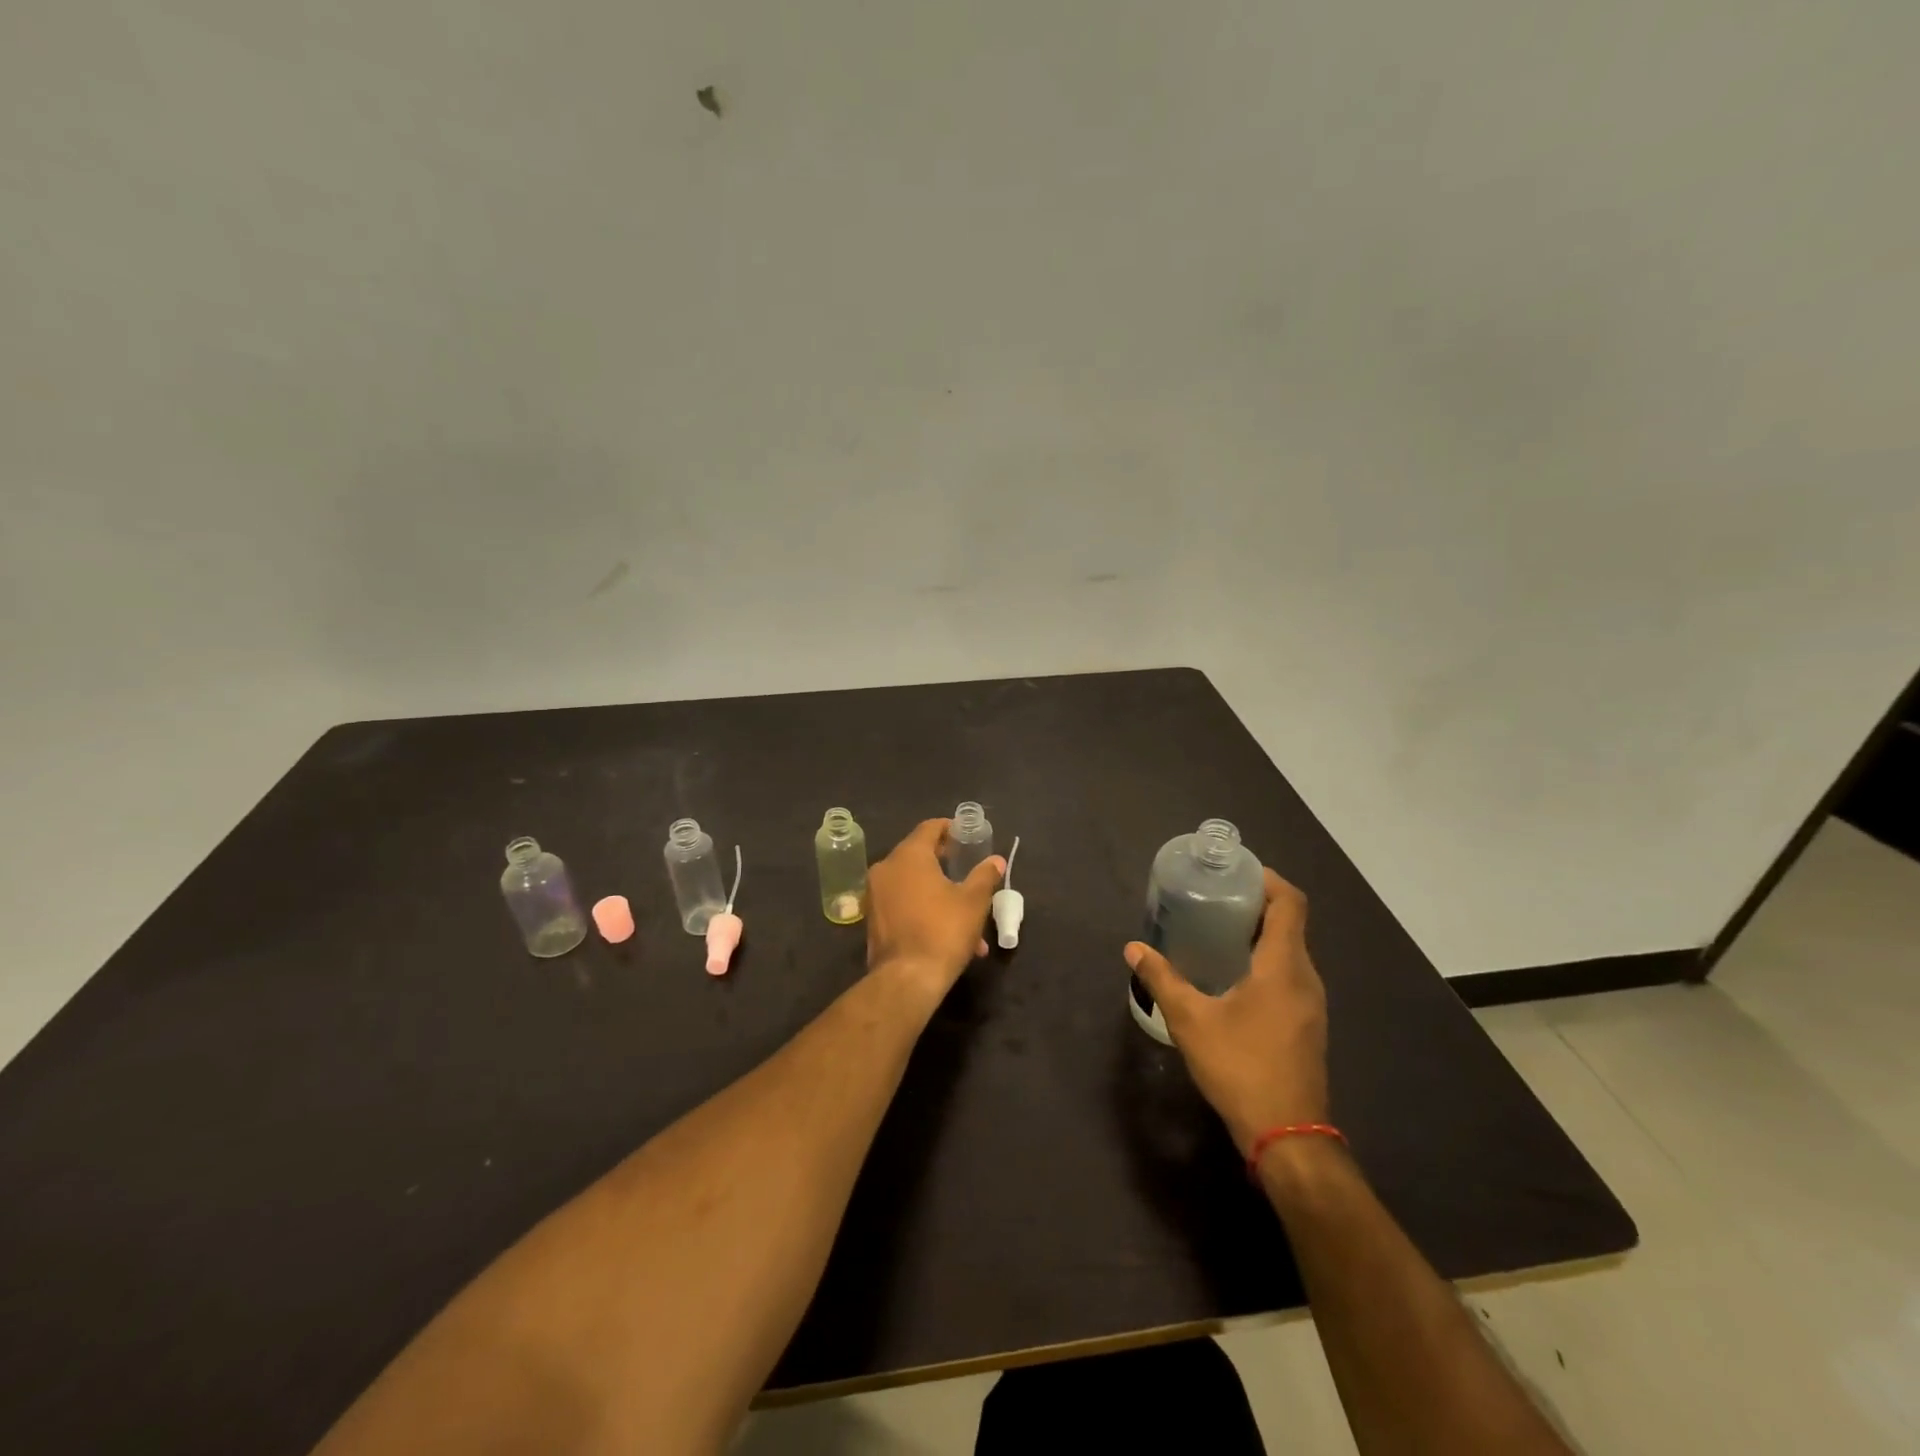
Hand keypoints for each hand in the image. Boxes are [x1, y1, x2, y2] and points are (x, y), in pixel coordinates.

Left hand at [865, 819, 1004, 996]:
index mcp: (909, 856)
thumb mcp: (973, 902)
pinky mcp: (873, 919)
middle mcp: (886, 868)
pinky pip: (903, 904)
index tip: (966, 835)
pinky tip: (948, 933)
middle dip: (946, 864)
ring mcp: (875, 895)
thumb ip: (984, 876)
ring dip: (939, 893)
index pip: (929, 828)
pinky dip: (923, 909)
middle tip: (966, 869)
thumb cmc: (943, 930)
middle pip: (918, 855)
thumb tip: (996, 860)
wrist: (907, 979)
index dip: (949, 828)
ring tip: (967, 916)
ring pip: (913, 884)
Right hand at [1125, 869, 1328, 1154]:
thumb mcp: (1191, 1020)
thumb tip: (1133, 948)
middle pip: (1291, 923)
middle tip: (1214, 897)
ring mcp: (1311, 1004)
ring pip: (1291, 951)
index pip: (1290, 903)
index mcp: (1284, 966)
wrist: (1288, 1136)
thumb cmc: (1241, 1068)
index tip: (1236, 871)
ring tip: (1217, 929)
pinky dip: (1265, 960)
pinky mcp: (1307, 1024)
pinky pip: (1290, 974)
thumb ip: (1161, 979)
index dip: (1268, 879)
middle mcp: (1306, 978)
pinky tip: (1231, 974)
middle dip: (1256, 903)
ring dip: (1260, 933)